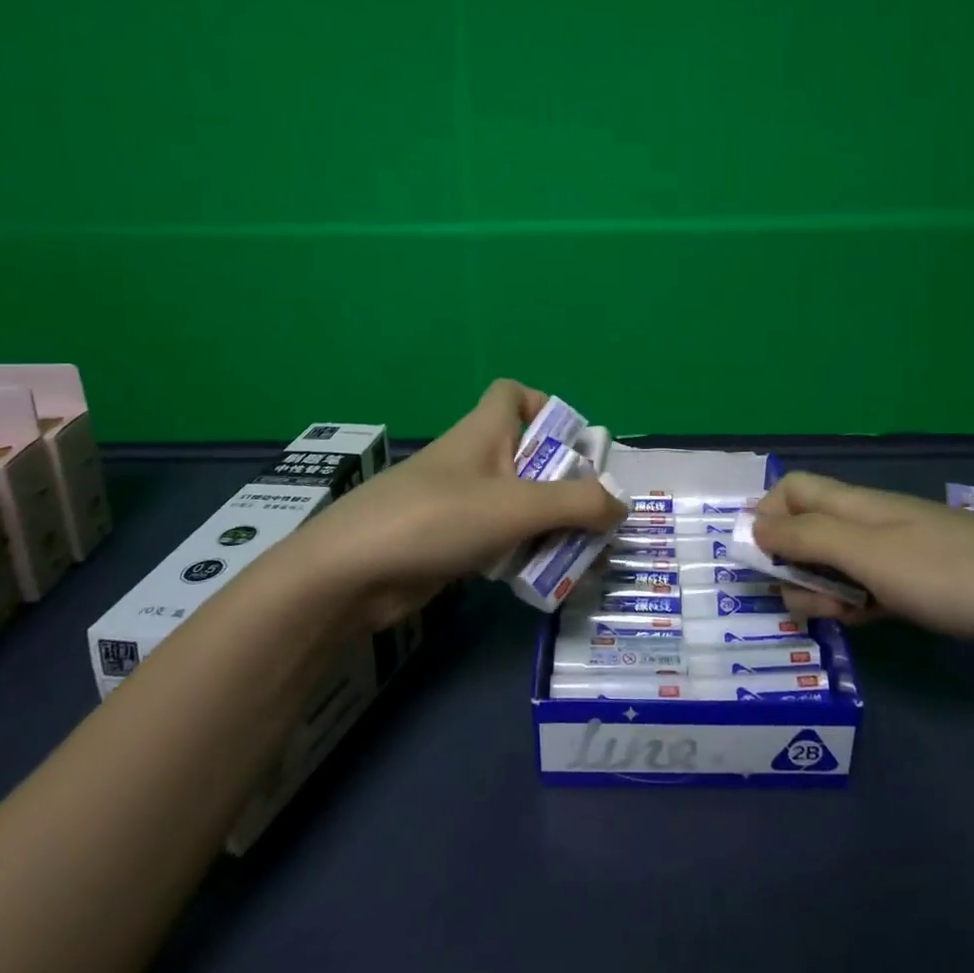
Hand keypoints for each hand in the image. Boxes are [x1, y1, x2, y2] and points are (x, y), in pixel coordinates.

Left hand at [291, 380, 623, 625]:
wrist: (351, 573)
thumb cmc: (438, 517)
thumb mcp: (517, 506)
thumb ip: (577, 504)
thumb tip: (622, 505)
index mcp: (484, 432)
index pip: (512, 393)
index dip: (543, 406)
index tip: (571, 444)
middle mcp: (473, 460)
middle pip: (527, 456)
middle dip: (564, 484)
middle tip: (595, 517)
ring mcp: (458, 501)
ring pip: (517, 503)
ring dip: (549, 525)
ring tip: (582, 556)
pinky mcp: (448, 540)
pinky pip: (498, 538)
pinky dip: (522, 552)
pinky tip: (542, 579)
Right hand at [750, 472, 973, 642]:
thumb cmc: (952, 573)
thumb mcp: (870, 554)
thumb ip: (807, 538)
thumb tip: (753, 526)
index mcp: (853, 505)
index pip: (791, 489)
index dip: (767, 515)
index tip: (763, 559)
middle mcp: (869, 521)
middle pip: (807, 529)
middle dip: (792, 564)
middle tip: (810, 602)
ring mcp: (896, 552)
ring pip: (835, 563)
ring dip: (823, 589)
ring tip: (843, 618)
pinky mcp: (918, 582)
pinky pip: (868, 587)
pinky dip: (856, 603)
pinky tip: (868, 623)